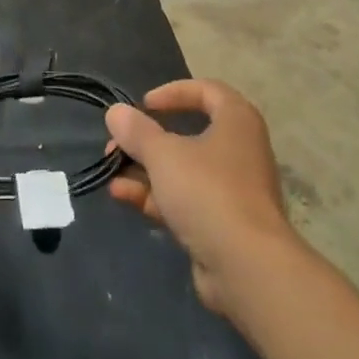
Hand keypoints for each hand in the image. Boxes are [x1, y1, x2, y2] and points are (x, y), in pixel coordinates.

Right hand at [105, 80, 295, 313]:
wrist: (247, 267)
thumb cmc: (208, 192)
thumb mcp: (164, 155)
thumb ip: (137, 131)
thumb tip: (115, 112)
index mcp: (237, 121)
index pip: (207, 91)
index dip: (173, 93)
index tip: (144, 105)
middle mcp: (239, 150)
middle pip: (188, 133)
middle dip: (148, 139)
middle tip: (118, 144)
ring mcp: (231, 189)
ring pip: (183, 170)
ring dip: (145, 169)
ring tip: (111, 172)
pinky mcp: (221, 223)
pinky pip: (185, 199)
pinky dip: (155, 195)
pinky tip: (122, 196)